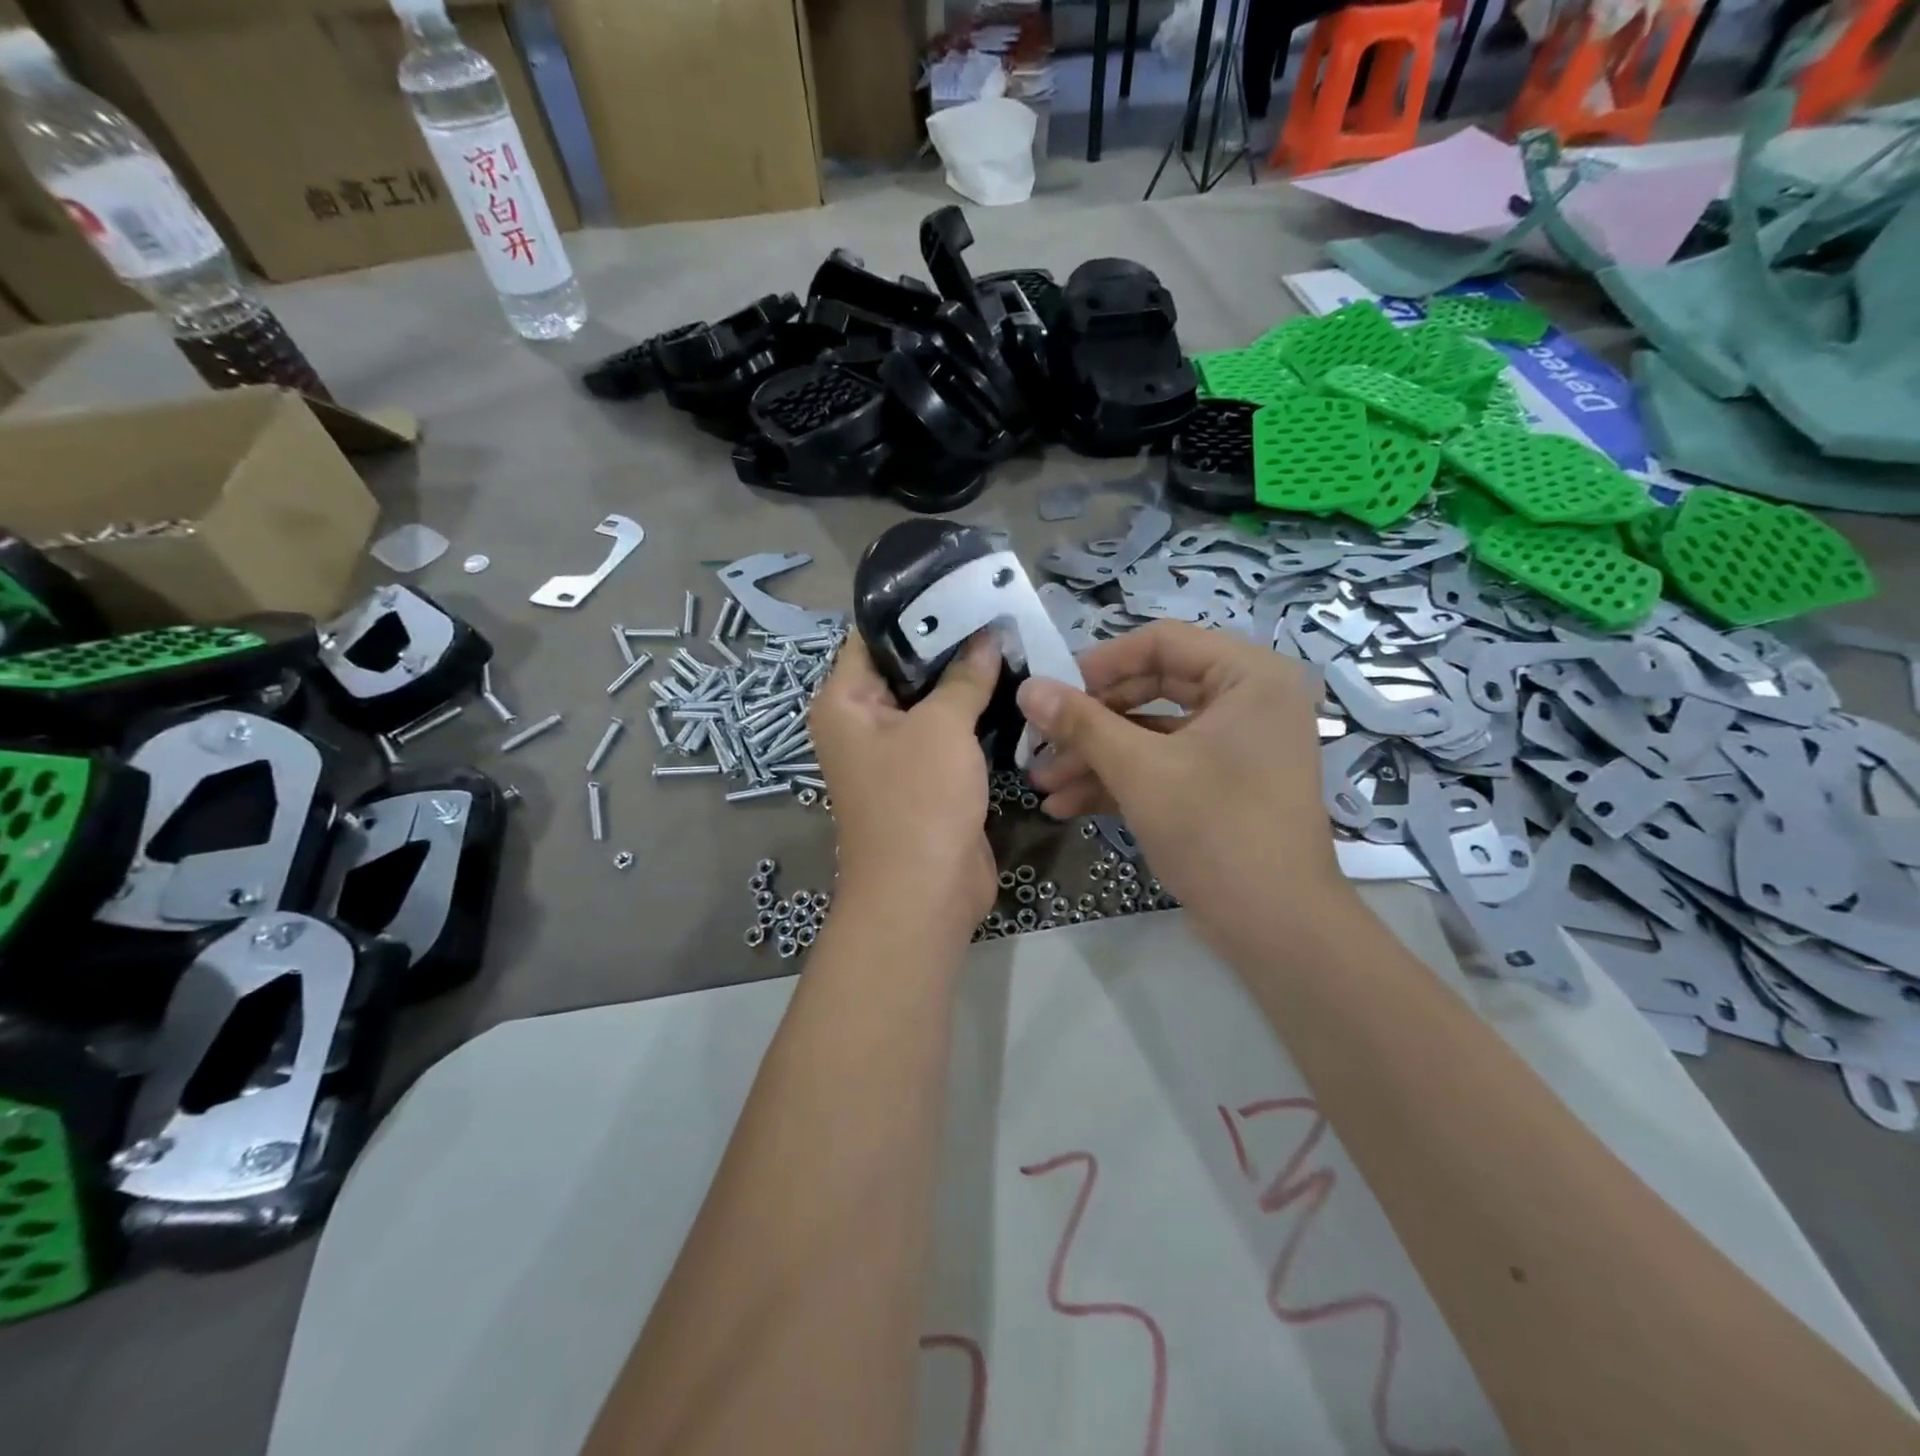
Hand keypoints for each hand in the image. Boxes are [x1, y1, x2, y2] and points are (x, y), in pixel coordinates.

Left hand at [810, 633, 1001, 939]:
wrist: (924, 893)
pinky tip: (1012, 687)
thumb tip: (986, 636)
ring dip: (967, 680)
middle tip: (996, 608)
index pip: (872, 636)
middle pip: (905, 668)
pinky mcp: (928, 777)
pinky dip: (974, 714)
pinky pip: (949, 734)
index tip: (957, 582)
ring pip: (932, 702)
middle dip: (949, 643)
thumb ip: (964, 677)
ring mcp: (896, 753)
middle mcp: (863, 723)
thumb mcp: (941, 727)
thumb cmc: (918, 799)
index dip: (912, 608)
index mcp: (845, 702)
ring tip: (1012, 639)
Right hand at [1020, 621, 1355, 946]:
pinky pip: (1164, 766)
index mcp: (1249, 676)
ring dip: (1096, 758)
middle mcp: (1248, 701)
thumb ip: (1081, 722)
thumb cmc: (1215, 830)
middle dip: (1090, 722)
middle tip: (1040, 739)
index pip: (1162, 642)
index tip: (1052, 690)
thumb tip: (1026, 687)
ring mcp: (1235, 747)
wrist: (1276, 928)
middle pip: (1151, 689)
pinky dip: (1120, 782)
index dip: (1100, 663)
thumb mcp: (1140, 770)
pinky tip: (1067, 805)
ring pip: (1152, 734)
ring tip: (1042, 784)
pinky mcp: (1221, 785)